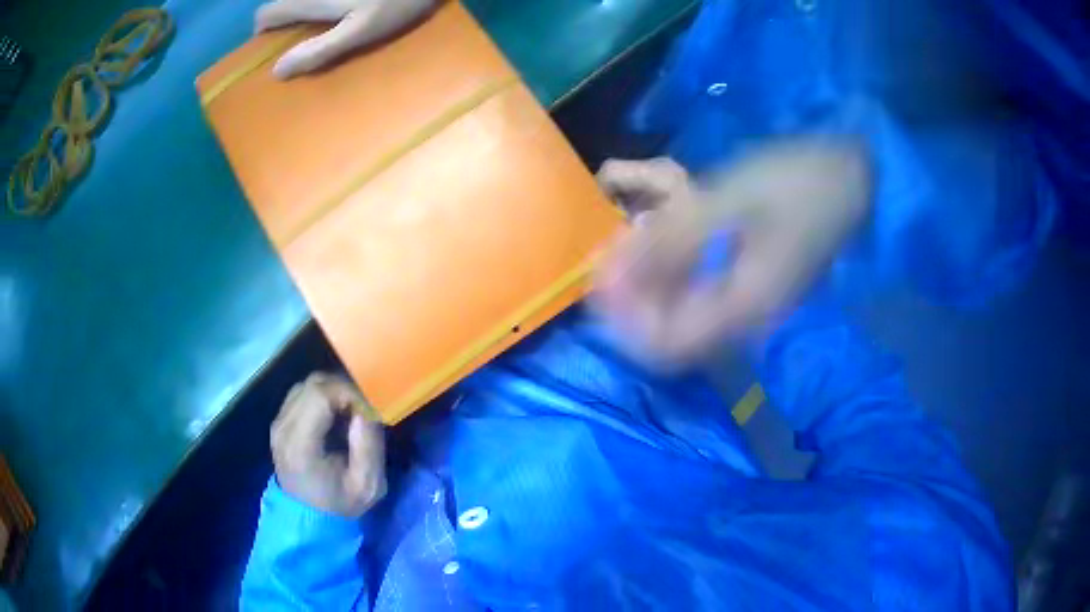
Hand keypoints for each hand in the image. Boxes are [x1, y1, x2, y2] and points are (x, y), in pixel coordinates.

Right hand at [254, 0, 434, 78]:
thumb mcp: (359, 31)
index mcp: (308, 1)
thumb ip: (320, 50)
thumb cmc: (396, 3)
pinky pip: (318, 2)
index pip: (265, 14)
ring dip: (302, 15)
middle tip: (301, 43)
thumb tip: (278, 71)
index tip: (276, 48)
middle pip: (283, 5)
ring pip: (300, 2)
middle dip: (284, 24)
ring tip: (321, 32)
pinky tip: (337, 17)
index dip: (264, 32)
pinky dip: (319, 10)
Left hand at [271, 373, 386, 516]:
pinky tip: (335, 416)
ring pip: (306, 385)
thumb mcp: (368, 486)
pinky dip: (322, 397)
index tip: (369, 408)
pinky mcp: (279, 422)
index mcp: (300, 445)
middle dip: (343, 389)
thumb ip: (369, 445)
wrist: (310, 519)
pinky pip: (301, 395)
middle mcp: (283, 428)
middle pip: (312, 385)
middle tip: (362, 409)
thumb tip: (366, 408)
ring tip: (350, 413)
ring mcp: (278, 423)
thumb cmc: (341, 504)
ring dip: (332, 392)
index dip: (348, 392)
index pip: (320, 395)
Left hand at [594, 139, 870, 362]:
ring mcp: (752, 307)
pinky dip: (670, 276)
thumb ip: (671, 240)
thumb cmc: (797, 182)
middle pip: (670, 337)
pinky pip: (699, 297)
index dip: (624, 321)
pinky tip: (662, 240)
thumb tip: (611, 273)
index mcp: (744, 310)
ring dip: (648, 288)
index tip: (597, 276)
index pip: (666, 346)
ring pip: (682, 318)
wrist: (852, 177)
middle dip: (630, 302)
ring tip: (628, 244)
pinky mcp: (753, 288)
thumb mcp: (730, 201)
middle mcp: (746, 322)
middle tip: (608, 256)